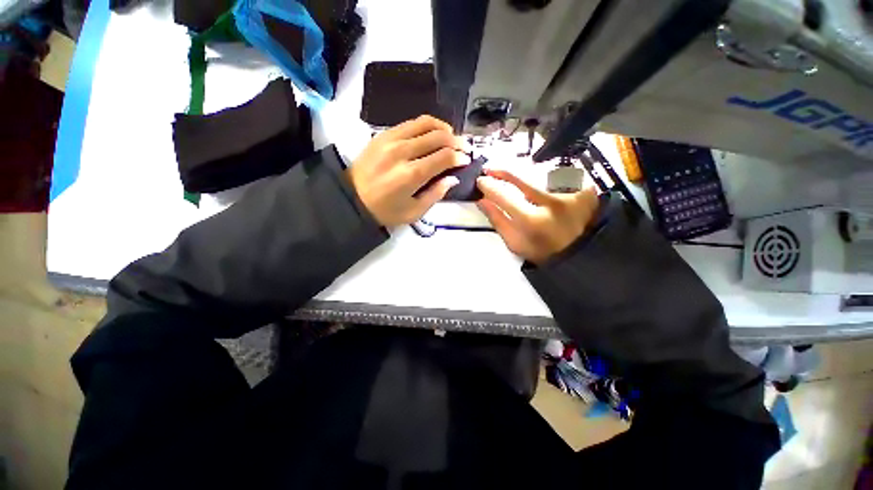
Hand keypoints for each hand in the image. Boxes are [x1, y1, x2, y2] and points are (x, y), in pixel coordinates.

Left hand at [348, 116, 465, 226]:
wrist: (353, 199)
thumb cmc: (385, 211)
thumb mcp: (414, 212)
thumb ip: (436, 194)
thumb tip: (453, 178)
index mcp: (411, 175)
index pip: (444, 157)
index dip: (459, 157)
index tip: (466, 160)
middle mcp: (403, 152)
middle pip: (438, 137)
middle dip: (457, 141)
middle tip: (464, 147)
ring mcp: (391, 139)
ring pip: (425, 123)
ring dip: (443, 128)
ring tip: (451, 137)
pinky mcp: (383, 134)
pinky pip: (410, 123)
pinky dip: (427, 125)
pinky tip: (432, 133)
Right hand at [476, 169, 599, 264]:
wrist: (578, 254)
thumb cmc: (541, 252)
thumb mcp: (514, 243)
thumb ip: (497, 221)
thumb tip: (482, 200)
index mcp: (531, 221)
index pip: (504, 196)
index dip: (489, 186)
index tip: (481, 181)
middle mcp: (551, 203)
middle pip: (521, 178)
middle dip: (503, 173)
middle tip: (492, 170)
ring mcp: (571, 194)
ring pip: (539, 175)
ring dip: (525, 177)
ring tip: (524, 186)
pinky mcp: (585, 190)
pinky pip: (560, 177)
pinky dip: (548, 180)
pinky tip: (546, 186)